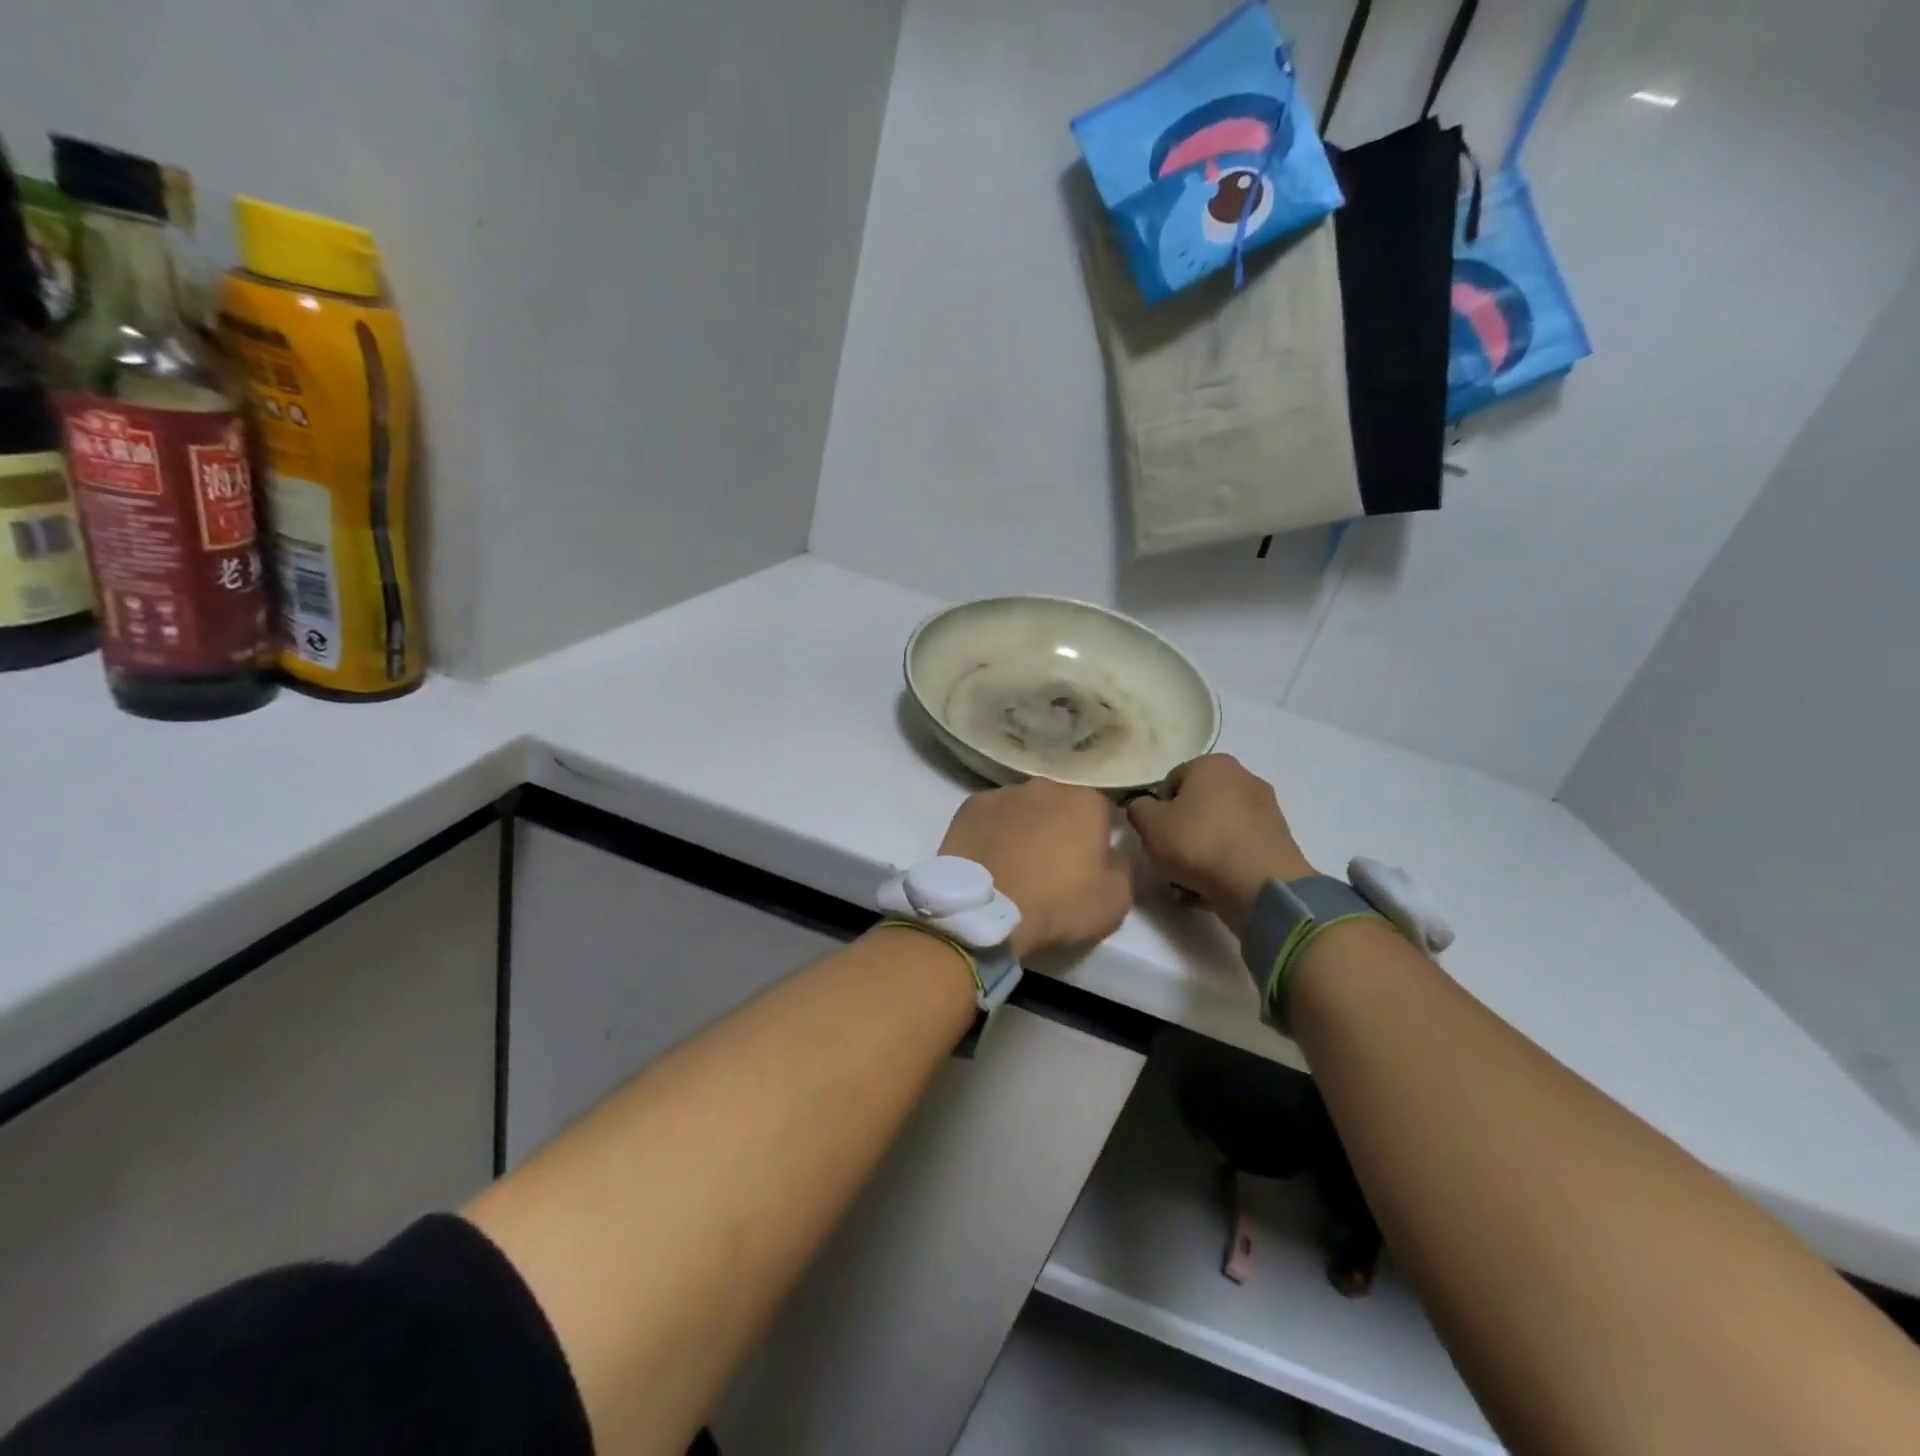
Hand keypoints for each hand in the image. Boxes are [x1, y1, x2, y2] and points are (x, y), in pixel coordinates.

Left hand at [939, 779, 1132, 959]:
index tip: (1089, 862)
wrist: (987, 911)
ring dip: (1024, 827)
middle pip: (1059, 804)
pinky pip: (990, 818)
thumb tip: (1111, 854)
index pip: (1101, 810)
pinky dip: (992, 832)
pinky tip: (989, 858)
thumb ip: (1121, 867)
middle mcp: (1045, 785)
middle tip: (1051, 863)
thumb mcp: (1116, 899)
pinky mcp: (969, 807)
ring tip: (1015, 863)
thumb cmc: (1059, 903)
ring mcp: (1002, 793)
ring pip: (1023, 808)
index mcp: (1086, 800)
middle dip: (1058, 827)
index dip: (1097, 837)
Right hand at [1127, 754, 1315, 937]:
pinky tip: (1210, 889)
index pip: (1171, 781)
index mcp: (1213, 764)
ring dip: (1200, 852)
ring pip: (1217, 830)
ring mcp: (1266, 810)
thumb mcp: (1149, 824)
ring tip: (1186, 882)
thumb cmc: (1198, 843)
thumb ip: (1138, 809)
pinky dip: (1223, 865)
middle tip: (1168, 857)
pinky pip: (1237, 850)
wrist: (1260, 886)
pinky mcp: (1279, 842)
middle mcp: (1244, 778)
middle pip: (1197, 806)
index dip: (1156, 809)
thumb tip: (1143, 808)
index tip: (1153, 834)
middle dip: (1181, 831)